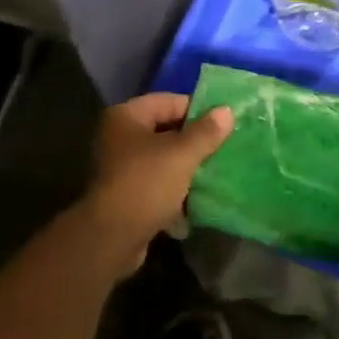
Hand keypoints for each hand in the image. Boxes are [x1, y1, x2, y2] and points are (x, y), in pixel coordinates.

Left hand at [81, 93, 233, 271]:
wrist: (112, 237)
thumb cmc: (146, 184)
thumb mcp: (182, 154)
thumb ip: (206, 132)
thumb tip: (227, 111)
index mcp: (126, 117)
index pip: (168, 101)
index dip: (198, 110)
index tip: (224, 124)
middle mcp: (118, 137)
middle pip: (165, 131)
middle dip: (194, 142)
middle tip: (224, 148)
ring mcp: (119, 167)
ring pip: (162, 160)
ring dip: (186, 168)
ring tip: (215, 174)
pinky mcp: (125, 195)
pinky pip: (156, 185)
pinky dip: (174, 192)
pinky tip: (196, 203)